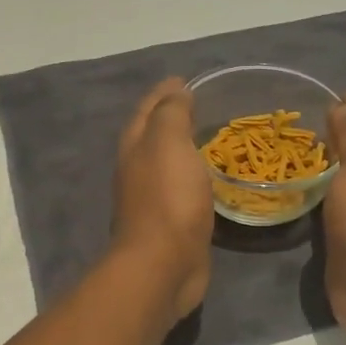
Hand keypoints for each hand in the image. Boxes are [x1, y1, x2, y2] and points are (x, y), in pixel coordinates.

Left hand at [111, 78, 213, 321]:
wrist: (163, 265)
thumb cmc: (168, 198)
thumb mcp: (169, 143)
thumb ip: (172, 114)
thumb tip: (176, 91)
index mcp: (135, 147)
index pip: (148, 109)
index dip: (164, 92)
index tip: (184, 79)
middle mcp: (137, 170)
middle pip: (152, 135)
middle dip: (170, 118)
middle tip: (199, 105)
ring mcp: (152, 199)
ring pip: (167, 164)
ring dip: (182, 149)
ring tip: (208, 138)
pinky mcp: (170, 224)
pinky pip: (182, 190)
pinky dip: (193, 177)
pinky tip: (209, 178)